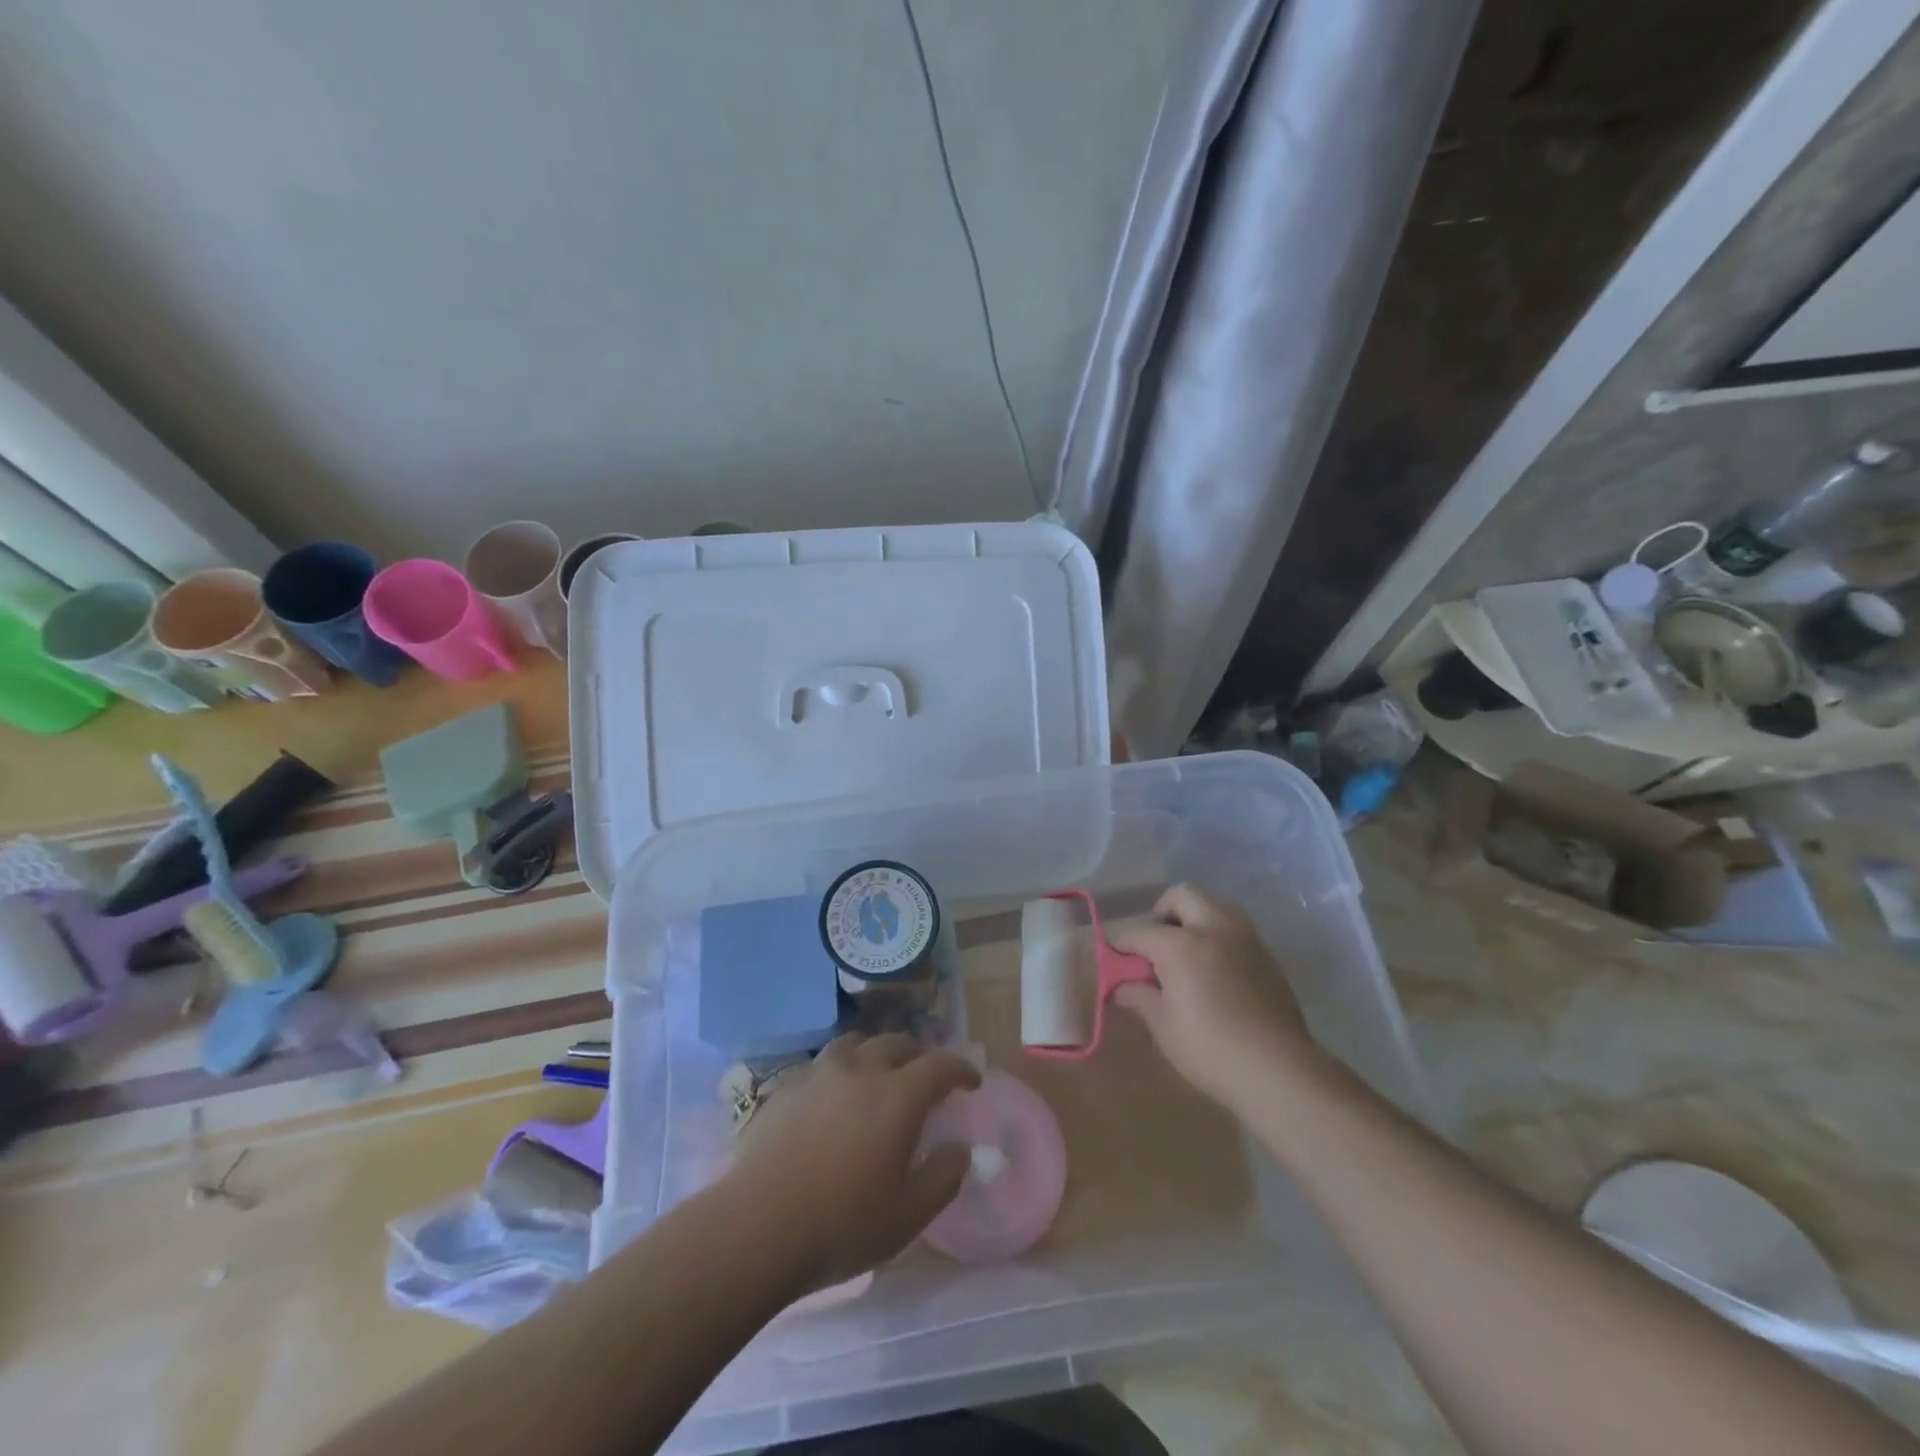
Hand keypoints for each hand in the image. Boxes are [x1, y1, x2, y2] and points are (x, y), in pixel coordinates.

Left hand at [727, 1033, 981, 1289]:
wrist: (756, 1227)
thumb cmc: (841, 1224)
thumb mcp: (908, 1215)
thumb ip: (943, 1177)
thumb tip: (960, 1148)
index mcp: (898, 1096)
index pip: (940, 1065)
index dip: (961, 1069)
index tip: (971, 1082)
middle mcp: (861, 1070)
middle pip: (897, 1043)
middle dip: (918, 1056)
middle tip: (924, 1079)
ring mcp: (820, 1073)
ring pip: (857, 1043)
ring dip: (876, 1053)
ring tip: (878, 1076)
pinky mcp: (787, 1086)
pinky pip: (824, 1063)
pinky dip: (841, 1070)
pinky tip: (834, 1097)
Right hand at [1109, 884, 1322, 1114]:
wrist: (1280, 1071)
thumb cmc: (1211, 1049)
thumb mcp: (1163, 1026)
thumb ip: (1138, 996)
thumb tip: (1121, 986)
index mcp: (1181, 945)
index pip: (1139, 932)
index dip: (1119, 943)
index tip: (1111, 957)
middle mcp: (1214, 929)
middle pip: (1181, 895)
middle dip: (1161, 912)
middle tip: (1154, 945)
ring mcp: (1245, 938)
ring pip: (1213, 904)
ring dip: (1193, 918)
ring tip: (1185, 953)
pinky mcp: (1266, 954)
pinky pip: (1234, 928)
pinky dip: (1216, 935)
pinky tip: (1213, 970)